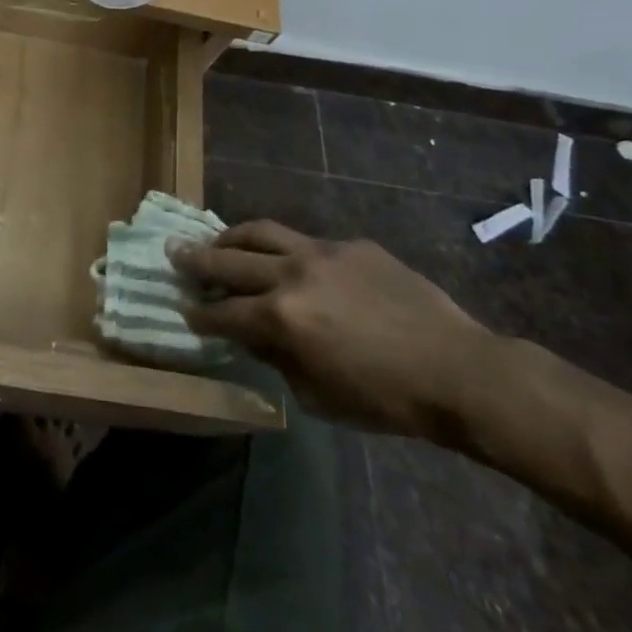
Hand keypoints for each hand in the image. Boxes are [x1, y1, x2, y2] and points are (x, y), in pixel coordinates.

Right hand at [172, 222, 494, 437]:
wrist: (457, 369)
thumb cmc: (385, 399)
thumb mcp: (319, 396)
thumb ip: (278, 359)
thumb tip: (255, 336)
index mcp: (281, 318)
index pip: (223, 312)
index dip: (200, 314)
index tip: (184, 310)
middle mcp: (291, 274)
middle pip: (229, 259)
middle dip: (196, 259)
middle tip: (173, 252)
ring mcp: (321, 252)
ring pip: (261, 231)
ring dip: (232, 236)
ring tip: (218, 241)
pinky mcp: (350, 244)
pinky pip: (307, 242)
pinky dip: (286, 251)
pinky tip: (291, 263)